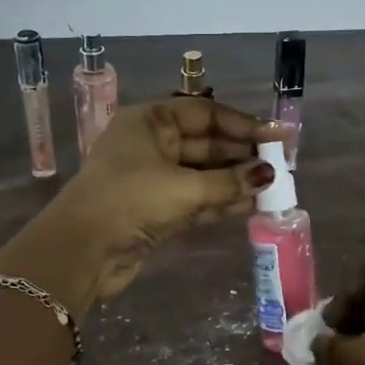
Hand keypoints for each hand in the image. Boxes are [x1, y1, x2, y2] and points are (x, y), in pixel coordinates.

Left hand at [28, 100, 272, 303]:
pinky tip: (250, 205)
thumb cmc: (130, 200)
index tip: (277, 136)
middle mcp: (151, 144)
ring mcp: (152, 178)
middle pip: (205, 143)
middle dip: (242, 155)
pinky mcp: (155, 210)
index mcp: (149, 121)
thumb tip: (268, 175)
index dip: (243, 124)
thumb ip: (229, 181)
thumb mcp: (183, 187)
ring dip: (235, 180)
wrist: (83, 250)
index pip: (205, 114)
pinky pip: (195, 199)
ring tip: (273, 187)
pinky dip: (220, 202)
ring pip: (202, 174)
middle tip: (281, 165)